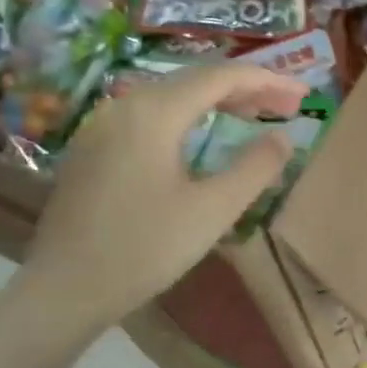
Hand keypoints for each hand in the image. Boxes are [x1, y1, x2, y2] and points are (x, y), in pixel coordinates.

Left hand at [14, 64, 307, 335]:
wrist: (63, 290)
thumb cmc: (144, 249)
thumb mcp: (213, 210)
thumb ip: (255, 167)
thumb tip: (284, 139)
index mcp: (155, 113)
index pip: (222, 77)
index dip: (268, 81)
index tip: (304, 95)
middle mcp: (126, 105)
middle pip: (196, 80)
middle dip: (247, 89)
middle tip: (288, 107)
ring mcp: (104, 125)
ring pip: (172, 96)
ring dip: (218, 101)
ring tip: (256, 116)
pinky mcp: (94, 148)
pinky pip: (151, 115)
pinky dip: (189, 116)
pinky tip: (203, 136)